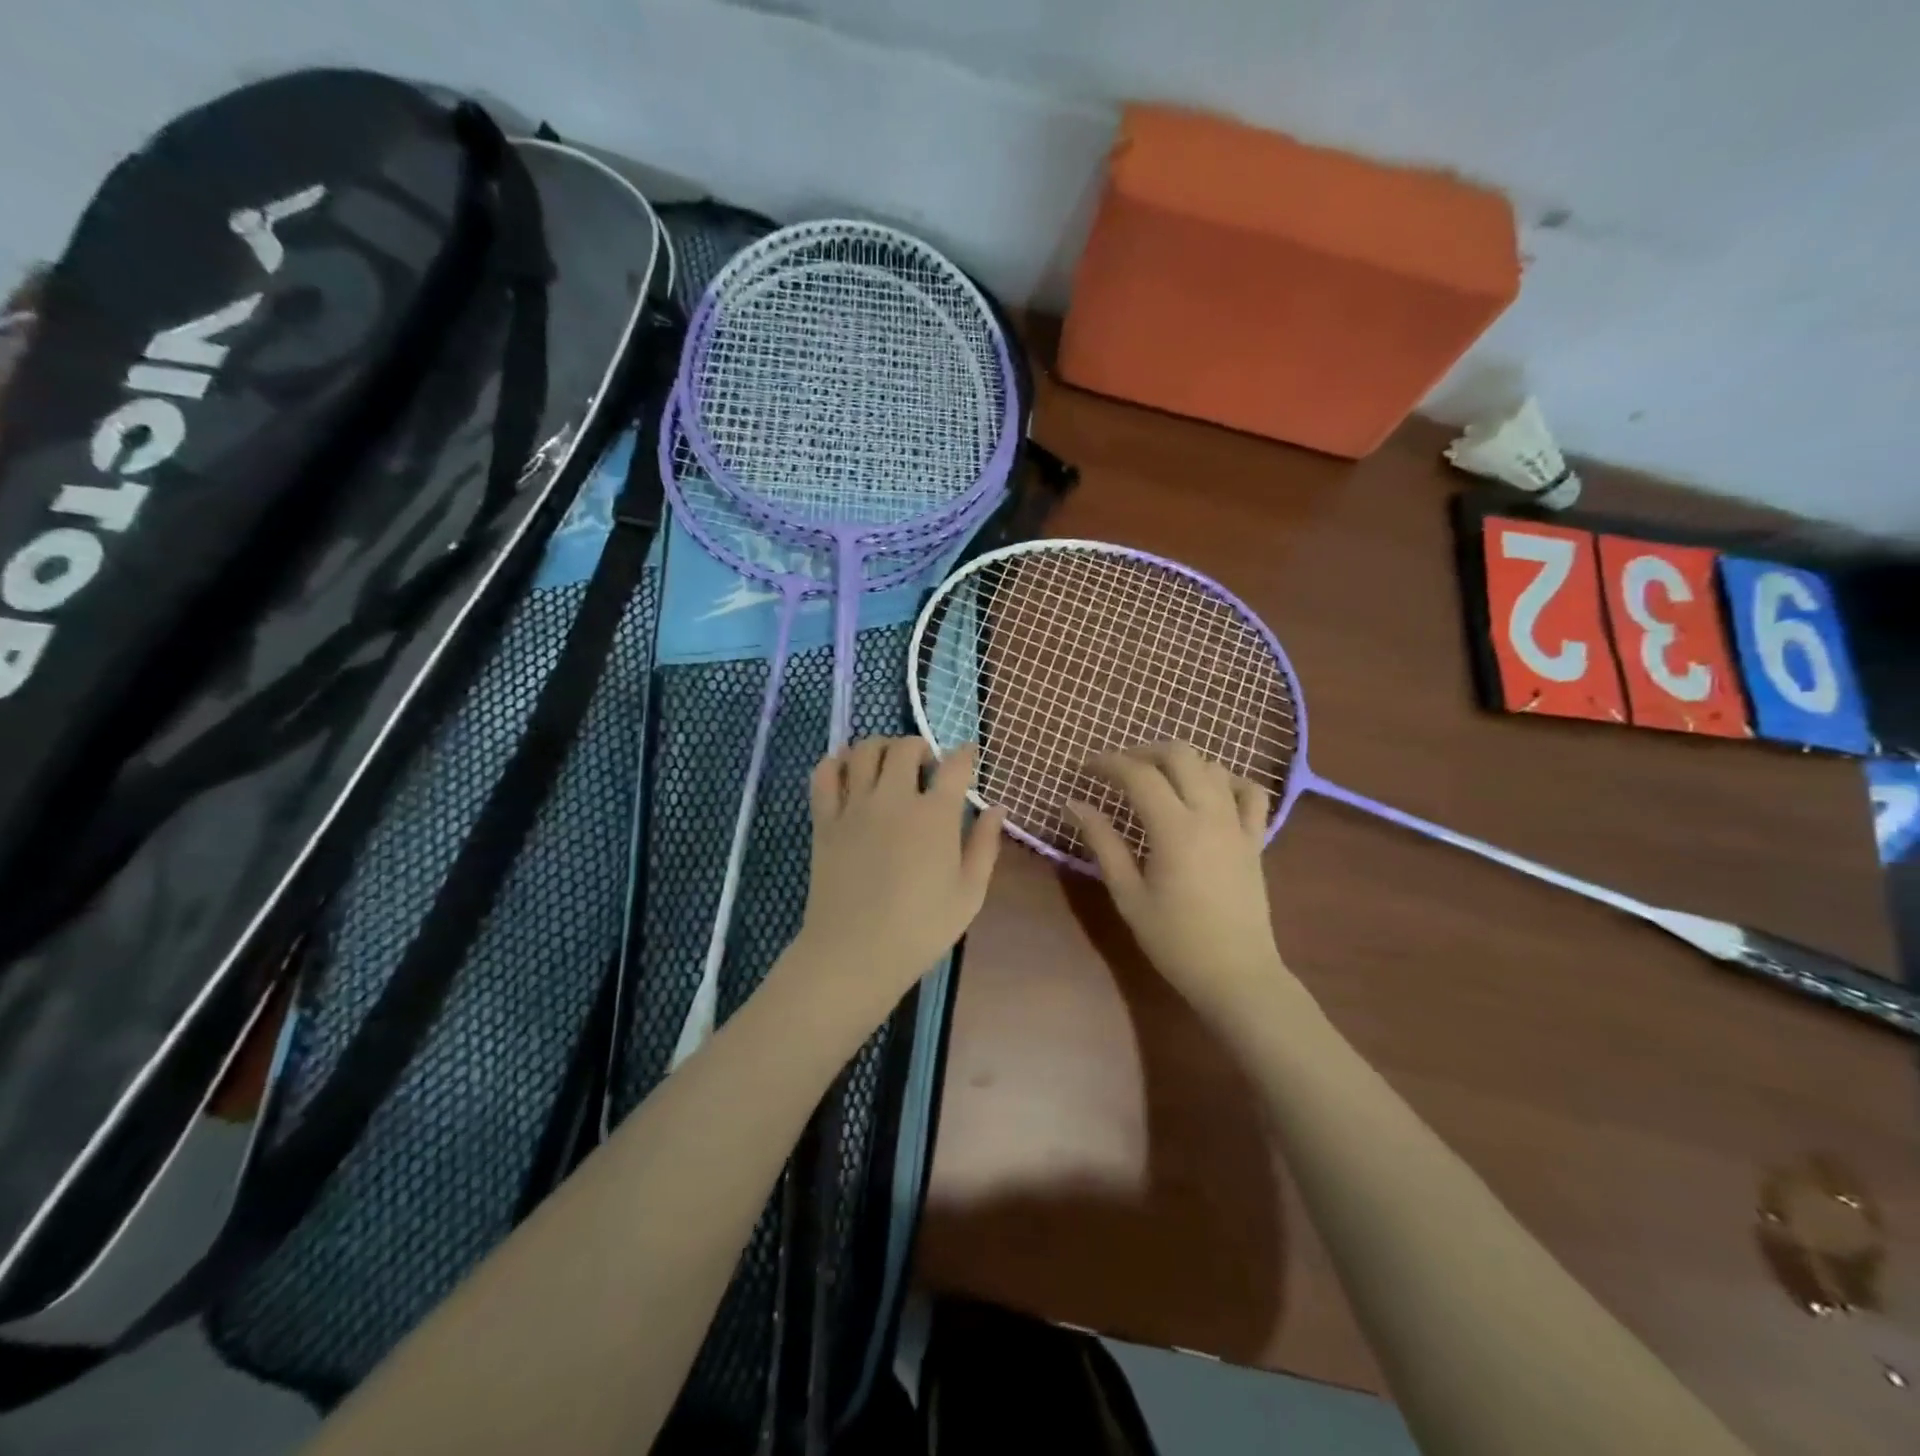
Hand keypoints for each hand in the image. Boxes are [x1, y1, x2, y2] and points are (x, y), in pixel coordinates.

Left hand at [790, 737, 1004, 1016]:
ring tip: (889, 765)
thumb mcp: (969, 893)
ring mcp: (855, 806)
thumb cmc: (921, 929)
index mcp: (935, 816)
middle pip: (906, 747)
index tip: (969, 756)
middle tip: (927, 768)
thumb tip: (996, 807)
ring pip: (864, 750)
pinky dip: (836, 762)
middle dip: (921, 747)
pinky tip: (849, 772)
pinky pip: (824, 774)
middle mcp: (894, 799)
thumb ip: (985, 845)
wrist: (855, 953)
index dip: (966, 754)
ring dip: (881, 747)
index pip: (955, 765)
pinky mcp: (824, 820)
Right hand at [1066, 742, 1291, 1015]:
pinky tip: (1208, 791)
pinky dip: (1227, 780)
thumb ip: (1103, 843)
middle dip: (1144, 751)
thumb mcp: (1128, 894)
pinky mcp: (1255, 839)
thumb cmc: (1174, 940)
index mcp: (1174, 828)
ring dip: (1181, 762)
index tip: (1086, 768)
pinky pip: (1250, 792)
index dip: (1108, 764)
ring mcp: (1238, 824)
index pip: (1138, 775)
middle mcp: (1209, 814)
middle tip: (1119, 768)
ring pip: (1213, 766)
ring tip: (1156, 778)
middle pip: (1180, 755)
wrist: (1236, 974)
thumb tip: (1074, 805)